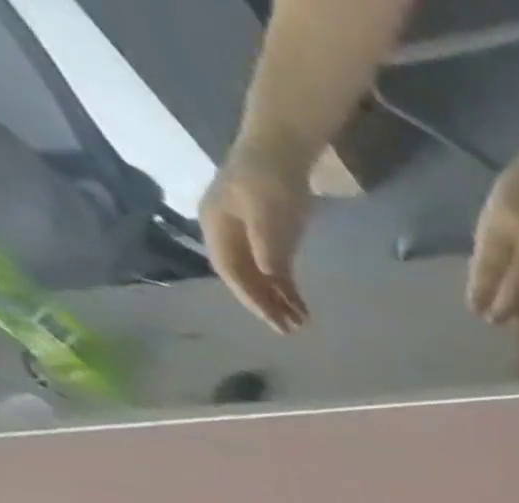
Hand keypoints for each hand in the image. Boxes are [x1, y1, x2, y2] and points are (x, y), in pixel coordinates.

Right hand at [199, 146, 312, 332]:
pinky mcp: (268, 238)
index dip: (252, 299)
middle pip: (244, 278)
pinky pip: (274, 270)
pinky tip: (302, 307)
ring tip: (301, 324)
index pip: (231, 272)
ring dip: (279, 301)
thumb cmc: (270, 183)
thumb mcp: (268, 217)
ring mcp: (247, 236)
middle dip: (265, 305)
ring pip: (260, 277)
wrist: (281, 155)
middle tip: (290, 331)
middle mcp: (226, 233)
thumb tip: (269, 278)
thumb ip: (268, 249)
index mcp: (216, 227)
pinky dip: (287, 290)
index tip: (274, 322)